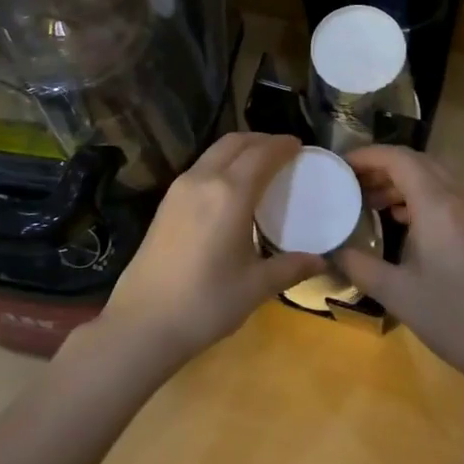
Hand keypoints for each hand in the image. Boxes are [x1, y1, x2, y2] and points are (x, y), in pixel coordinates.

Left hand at [99, 133, 324, 368]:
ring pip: (213, 152)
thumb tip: (321, 261)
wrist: (142, 323)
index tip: (300, 146)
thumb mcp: (255, 287)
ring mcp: (178, 189)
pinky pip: (200, 168)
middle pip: (234, 142)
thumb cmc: (205, 303)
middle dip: (261, 140)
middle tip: (283, 151)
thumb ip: (290, 267)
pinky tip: (230, 188)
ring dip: (239, 150)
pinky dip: (221, 164)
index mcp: (230, 193)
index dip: (283, 145)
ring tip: (259, 166)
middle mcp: (203, 180)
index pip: (262, 154)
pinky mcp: (165, 203)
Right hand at [335, 146, 463, 392]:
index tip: (339, 166)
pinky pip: (447, 193)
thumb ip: (359, 265)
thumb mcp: (397, 293)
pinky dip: (420, 195)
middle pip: (417, 161)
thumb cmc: (454, 318)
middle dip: (382, 166)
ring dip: (402, 180)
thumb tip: (331, 250)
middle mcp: (461, 197)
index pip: (399, 159)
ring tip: (370, 201)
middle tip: (350, 183)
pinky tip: (401, 220)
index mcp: (439, 205)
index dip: (367, 155)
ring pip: (434, 176)